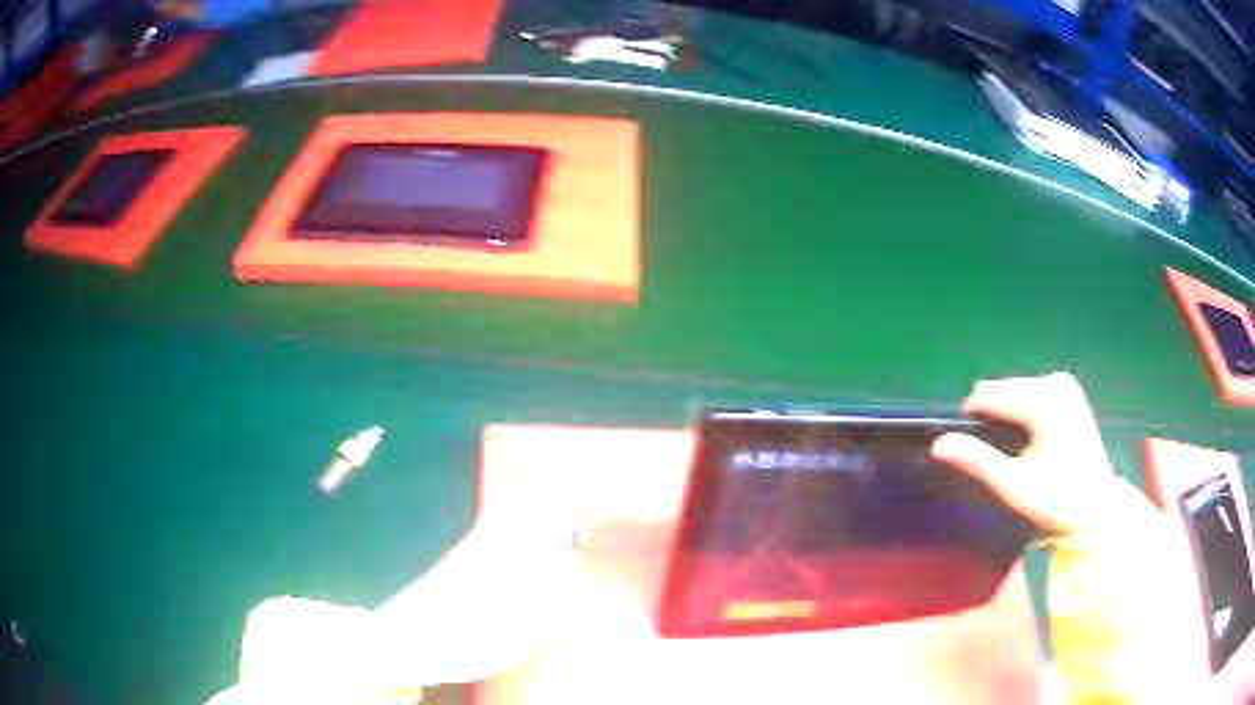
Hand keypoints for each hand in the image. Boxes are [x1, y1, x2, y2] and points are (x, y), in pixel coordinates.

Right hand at [931, 372, 1116, 534]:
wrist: (1096, 506)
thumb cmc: (1055, 500)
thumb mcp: (1014, 486)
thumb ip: (977, 460)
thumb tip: (937, 444)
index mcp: (1042, 400)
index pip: (987, 394)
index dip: (973, 421)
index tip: (977, 454)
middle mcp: (1054, 381)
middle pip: (1002, 389)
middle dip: (994, 419)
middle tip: (1002, 459)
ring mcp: (1064, 383)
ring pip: (1015, 390)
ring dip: (1008, 416)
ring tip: (1020, 451)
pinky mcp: (1069, 389)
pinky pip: (1031, 392)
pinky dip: (1024, 411)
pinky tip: (1034, 439)